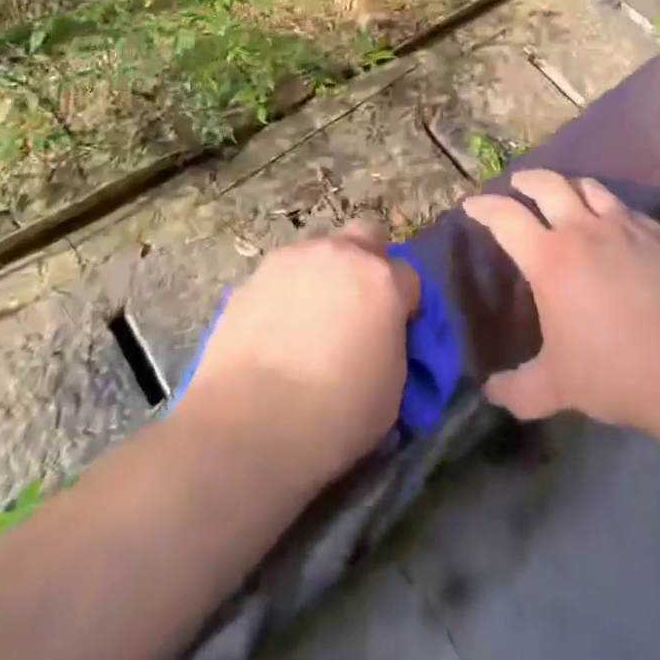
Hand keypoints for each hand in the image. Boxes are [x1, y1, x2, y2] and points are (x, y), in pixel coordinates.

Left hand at [180, 219, 420, 487]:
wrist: (250, 423)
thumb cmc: (335, 414)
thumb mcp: (392, 389)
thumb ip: (392, 344)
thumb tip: (380, 335)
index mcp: (382, 280)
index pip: (409, 277)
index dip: (405, 304)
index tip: (396, 330)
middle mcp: (341, 254)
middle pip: (367, 235)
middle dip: (369, 261)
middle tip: (359, 303)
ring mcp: (294, 258)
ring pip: (321, 247)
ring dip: (325, 271)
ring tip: (312, 315)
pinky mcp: (256, 274)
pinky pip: (283, 272)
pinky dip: (288, 290)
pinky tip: (277, 326)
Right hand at [462, 170, 659, 442]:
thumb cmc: (618, 373)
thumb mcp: (559, 388)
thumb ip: (518, 390)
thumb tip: (490, 391)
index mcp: (550, 258)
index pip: (505, 216)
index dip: (484, 206)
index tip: (471, 204)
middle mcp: (582, 230)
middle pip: (547, 184)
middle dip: (526, 180)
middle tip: (516, 185)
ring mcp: (623, 227)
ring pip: (588, 186)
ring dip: (567, 185)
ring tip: (562, 194)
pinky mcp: (657, 235)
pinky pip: (624, 206)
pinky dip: (607, 205)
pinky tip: (610, 222)